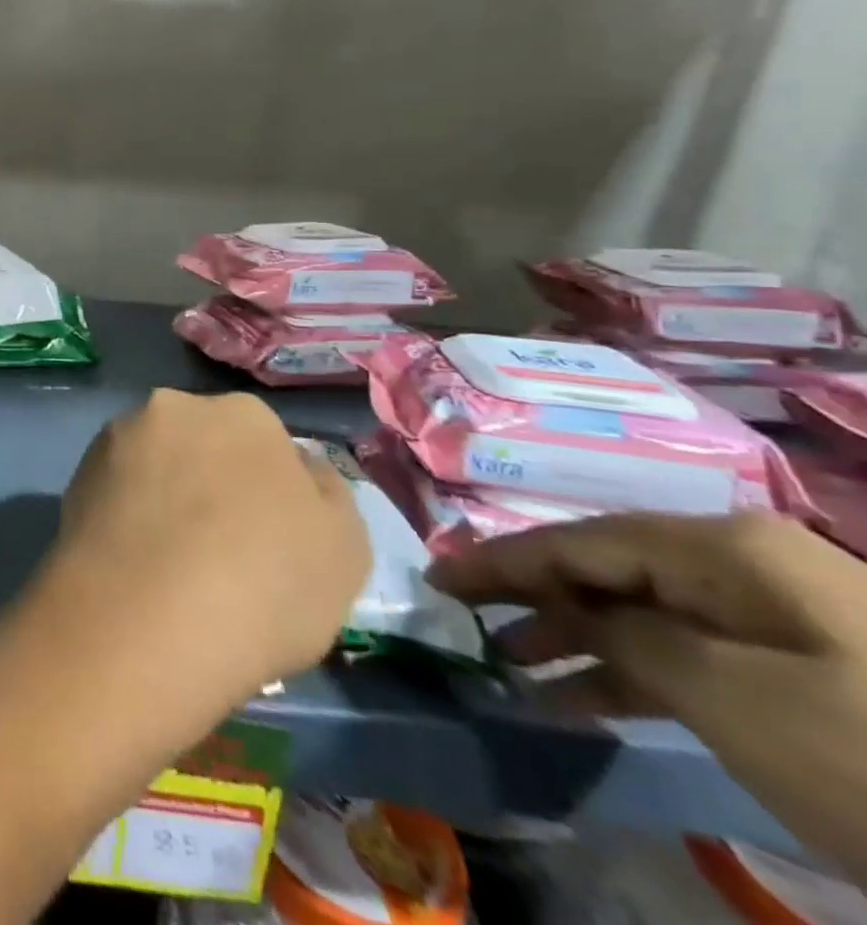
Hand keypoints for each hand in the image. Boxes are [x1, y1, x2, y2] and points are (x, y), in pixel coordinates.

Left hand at [24, 390, 368, 759]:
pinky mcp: (76, 473)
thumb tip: (301, 468)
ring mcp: (117, 437)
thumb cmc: (265, 583)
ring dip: (163, 494)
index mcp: (244, 414)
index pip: (265, 441)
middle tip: (217, 546)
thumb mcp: (344, 550)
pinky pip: (116, 490)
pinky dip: (126, 514)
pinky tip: (133, 561)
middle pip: (202, 442)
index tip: (267, 537)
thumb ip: (325, 495)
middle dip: (210, 480)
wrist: (146, 617)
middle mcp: (174, 406)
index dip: (269, 490)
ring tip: (168, 560)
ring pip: (154, 464)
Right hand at [431, 513, 866, 880]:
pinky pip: (687, 653)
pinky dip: (628, 673)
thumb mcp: (727, 694)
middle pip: (603, 568)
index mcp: (721, 548)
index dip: (499, 559)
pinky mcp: (802, 671)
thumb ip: (624, 636)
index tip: (436, 578)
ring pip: (641, 611)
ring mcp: (778, 617)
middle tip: (463, 619)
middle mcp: (741, 564)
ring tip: (508, 664)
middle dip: (531, 595)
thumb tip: (575, 618)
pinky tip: (577, 697)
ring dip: (572, 637)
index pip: (576, 541)